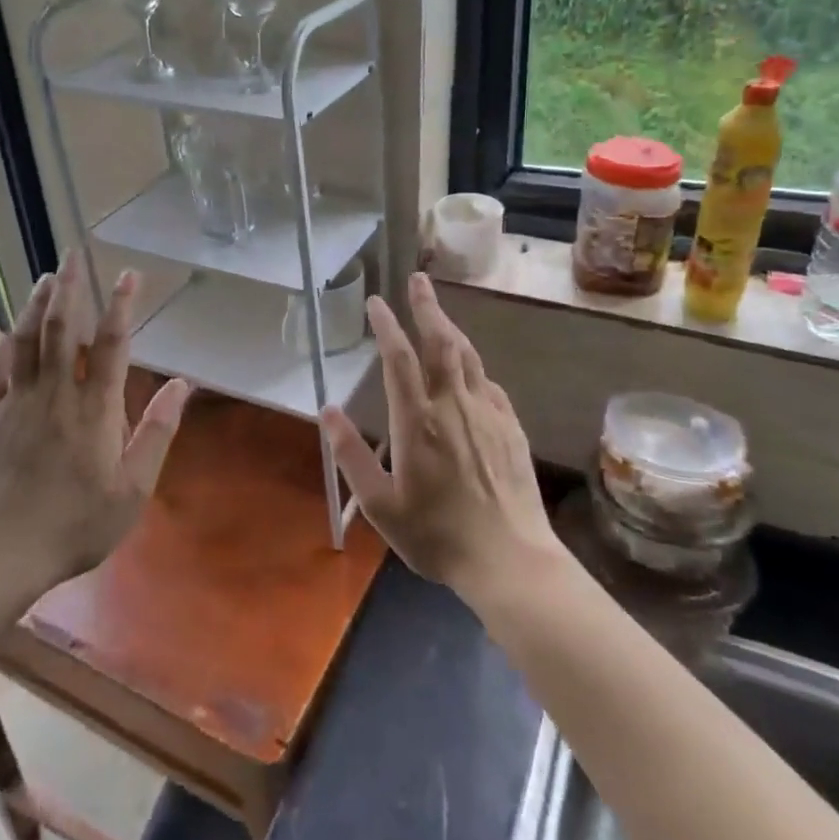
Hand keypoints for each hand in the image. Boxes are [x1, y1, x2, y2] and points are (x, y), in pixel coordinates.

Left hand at [0, 251, 190, 591]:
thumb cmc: (75, 523)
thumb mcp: (132, 489)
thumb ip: (156, 432)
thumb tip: (182, 385)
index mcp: (93, 408)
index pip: (109, 343)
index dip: (120, 305)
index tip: (127, 274)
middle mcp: (55, 393)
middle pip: (61, 328)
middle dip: (70, 287)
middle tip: (74, 254)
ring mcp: (17, 402)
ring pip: (27, 340)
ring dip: (37, 304)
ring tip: (46, 277)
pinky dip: (4, 344)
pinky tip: (8, 331)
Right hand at [321, 273, 558, 602]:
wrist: (509, 559)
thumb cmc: (436, 535)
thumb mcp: (379, 504)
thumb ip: (351, 454)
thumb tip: (327, 410)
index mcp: (417, 420)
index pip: (398, 357)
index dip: (386, 325)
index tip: (376, 302)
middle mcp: (453, 405)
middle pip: (440, 342)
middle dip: (427, 307)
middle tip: (418, 280)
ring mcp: (487, 413)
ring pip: (468, 356)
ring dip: (451, 328)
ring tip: (439, 313)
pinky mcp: (511, 427)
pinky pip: (489, 384)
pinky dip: (474, 366)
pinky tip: (471, 371)